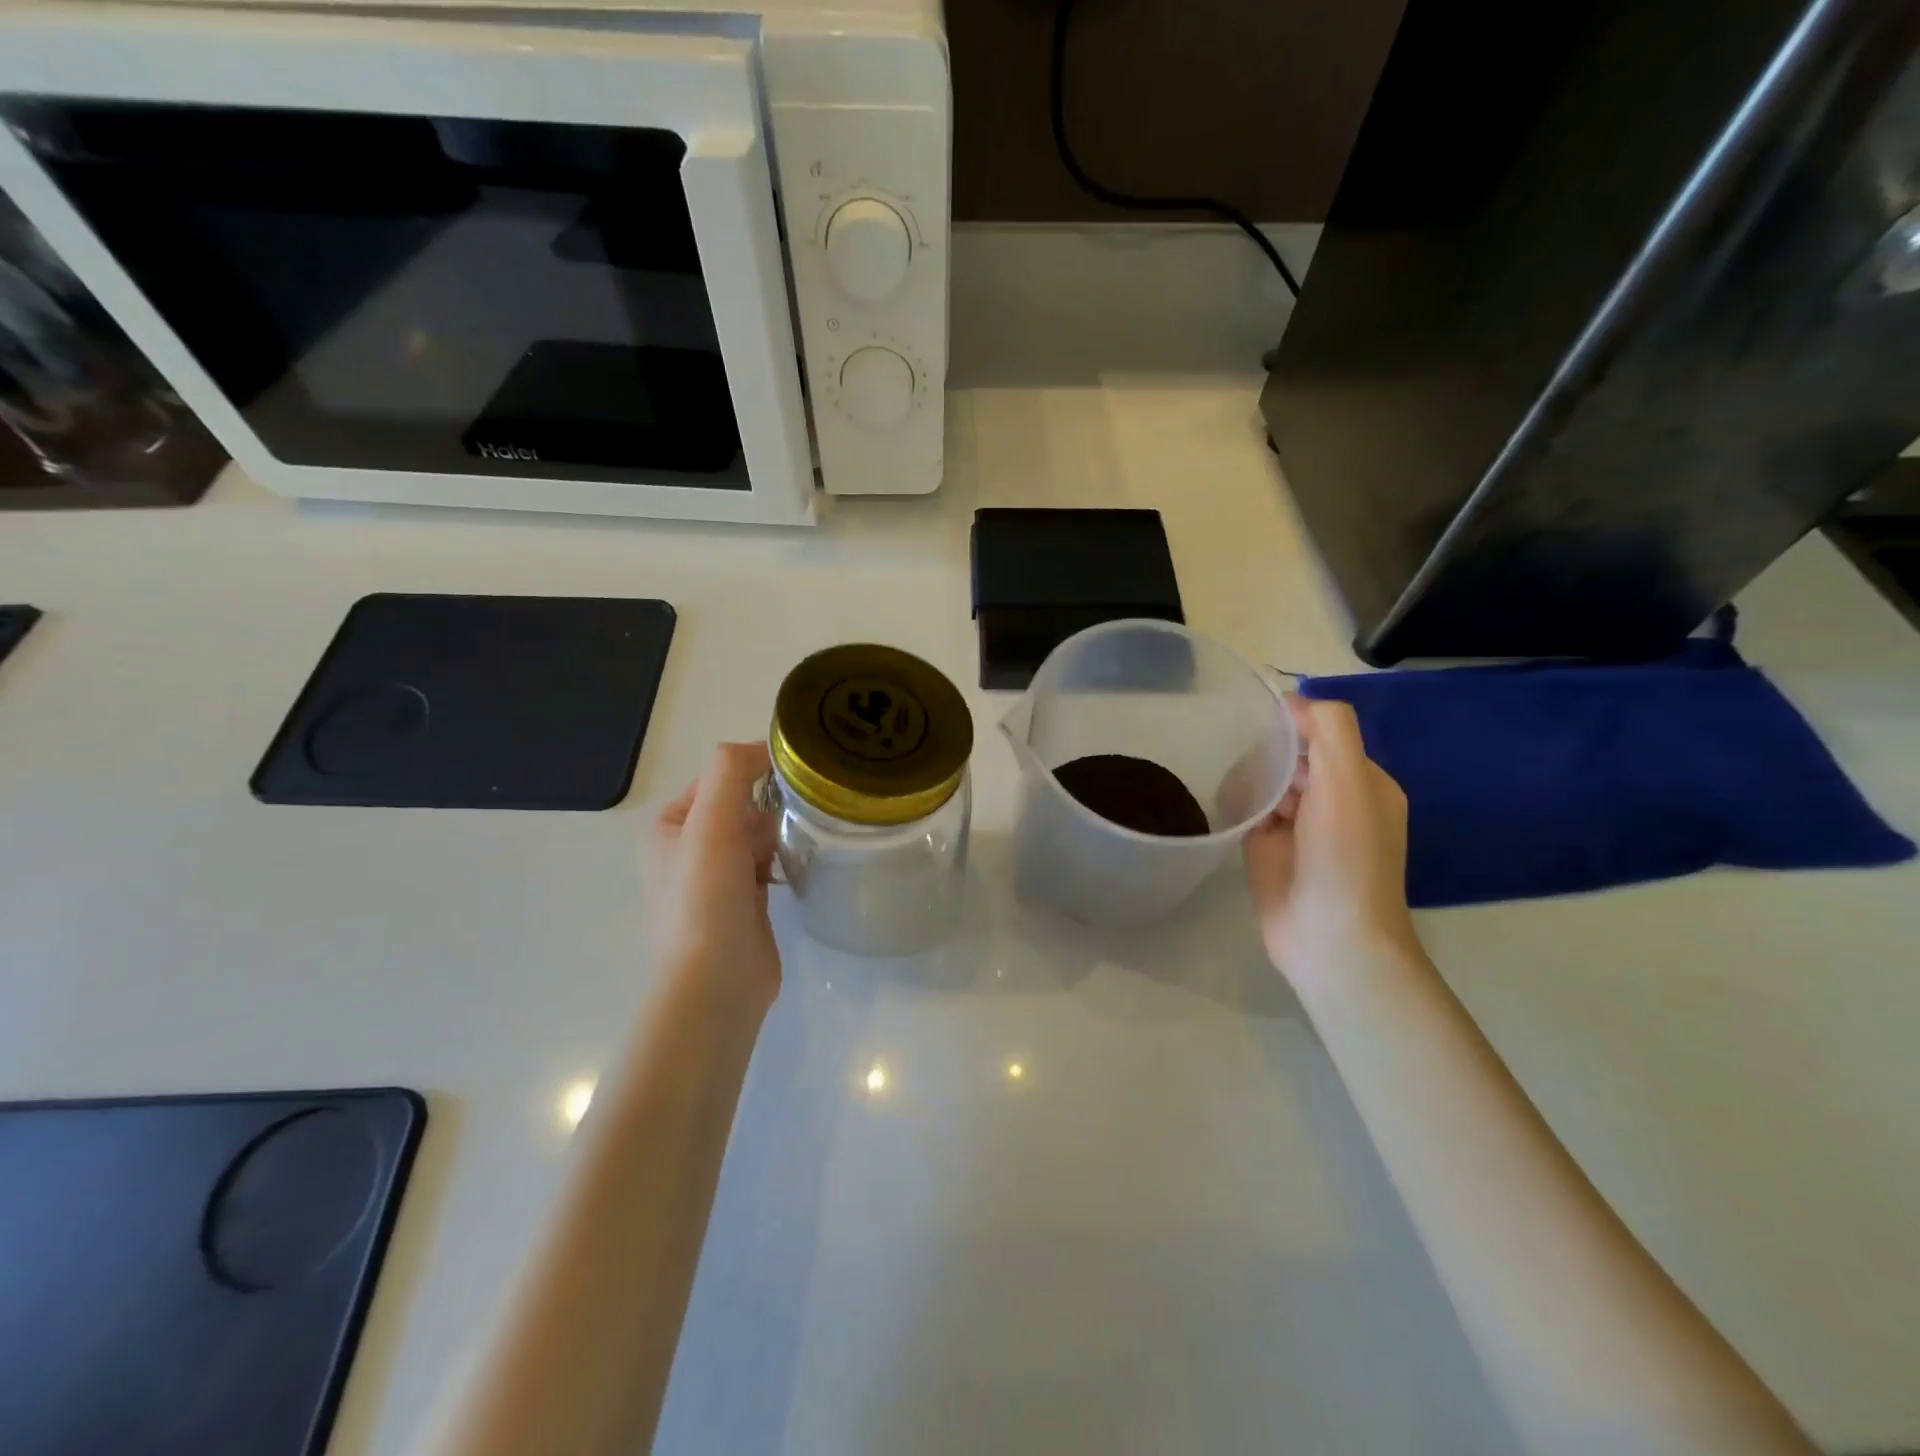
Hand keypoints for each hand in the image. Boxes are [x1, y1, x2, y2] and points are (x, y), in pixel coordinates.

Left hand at [649, 742, 781, 1016]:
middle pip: (739, 805)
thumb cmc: (706, 899)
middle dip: (769, 806)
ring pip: (756, 835)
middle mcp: (686, 850)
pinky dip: (784, 858)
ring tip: (807, 836)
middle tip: (799, 815)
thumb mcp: (711, 823)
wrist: (716, 983)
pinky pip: (767, 864)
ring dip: (780, 832)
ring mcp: (715, 880)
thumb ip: (730, 772)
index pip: (716, 779)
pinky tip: (804, 863)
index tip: (792, 779)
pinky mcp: (743, 904)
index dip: (752, 773)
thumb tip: (763, 748)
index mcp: (668, 827)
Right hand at [1245, 698, 1419, 985]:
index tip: (1260, 724)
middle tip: (1248, 764)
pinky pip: (1250, 811)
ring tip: (1237, 790)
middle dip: (1269, 752)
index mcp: (1364, 782)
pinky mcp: (1268, 850)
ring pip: (1268, 781)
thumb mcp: (1348, 782)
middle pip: (1293, 755)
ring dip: (1251, 778)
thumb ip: (1329, 729)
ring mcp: (1300, 827)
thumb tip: (1291, 699)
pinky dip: (1238, 804)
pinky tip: (1228, 807)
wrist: (1329, 938)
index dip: (1293, 723)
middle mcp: (1334, 801)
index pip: (1324, 732)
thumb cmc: (1344, 857)